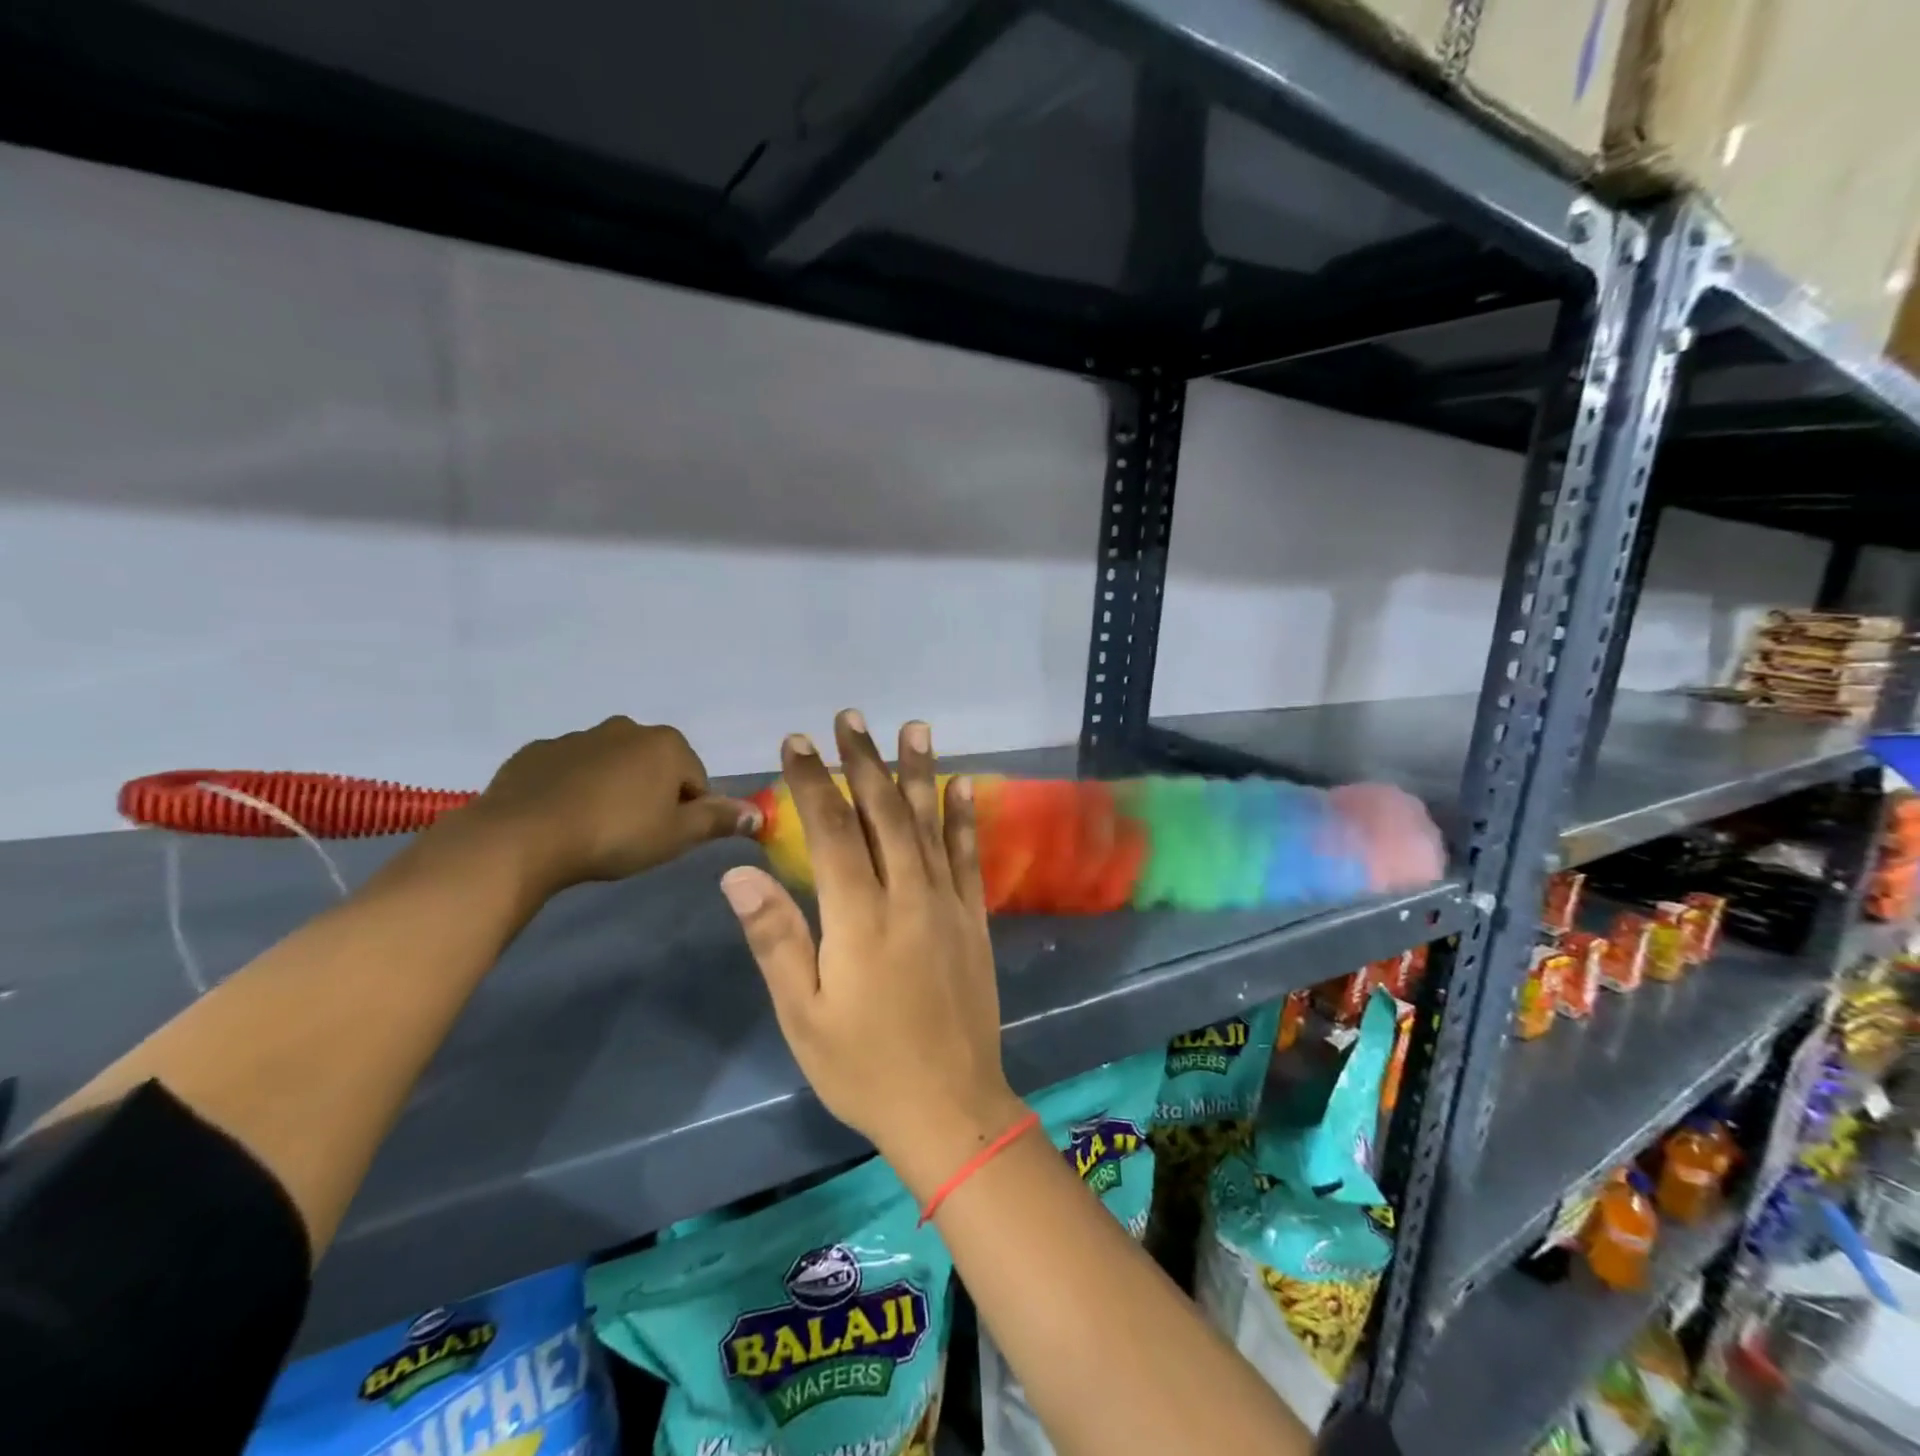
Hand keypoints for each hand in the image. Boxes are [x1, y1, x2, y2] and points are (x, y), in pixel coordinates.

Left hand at [452, 717, 760, 897]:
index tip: (667, 838)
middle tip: (634, 834)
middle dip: (651, 794)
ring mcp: (577, 736)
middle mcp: (626, 729)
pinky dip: (573, 788)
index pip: (696, 780)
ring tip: (595, 830)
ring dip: (612, 790)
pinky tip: (562, 819)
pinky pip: (569, 770)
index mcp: (666, 744)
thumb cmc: (615, 834)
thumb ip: (718, 820)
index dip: (688, 812)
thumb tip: (758, 814)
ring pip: (611, 765)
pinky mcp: (536, 751)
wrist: (522, 836)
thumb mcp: (677, 835)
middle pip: (655, 766)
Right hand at [719, 711, 1023, 1192]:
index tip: (796, 742)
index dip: (813, 782)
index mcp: (859, 917)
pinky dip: (964, 818)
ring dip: (918, 772)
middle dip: (864, 761)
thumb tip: (738, 871)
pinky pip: (969, 857)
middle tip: (850, 717)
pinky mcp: (974, 919)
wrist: (950, 1107)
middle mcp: (908, 895)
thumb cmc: (863, 1067)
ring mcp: (947, 904)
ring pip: (929, 823)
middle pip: (883, 813)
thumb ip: (775, 937)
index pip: (832, 830)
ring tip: (913, 727)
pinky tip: (964, 785)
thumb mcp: (803, 1014)